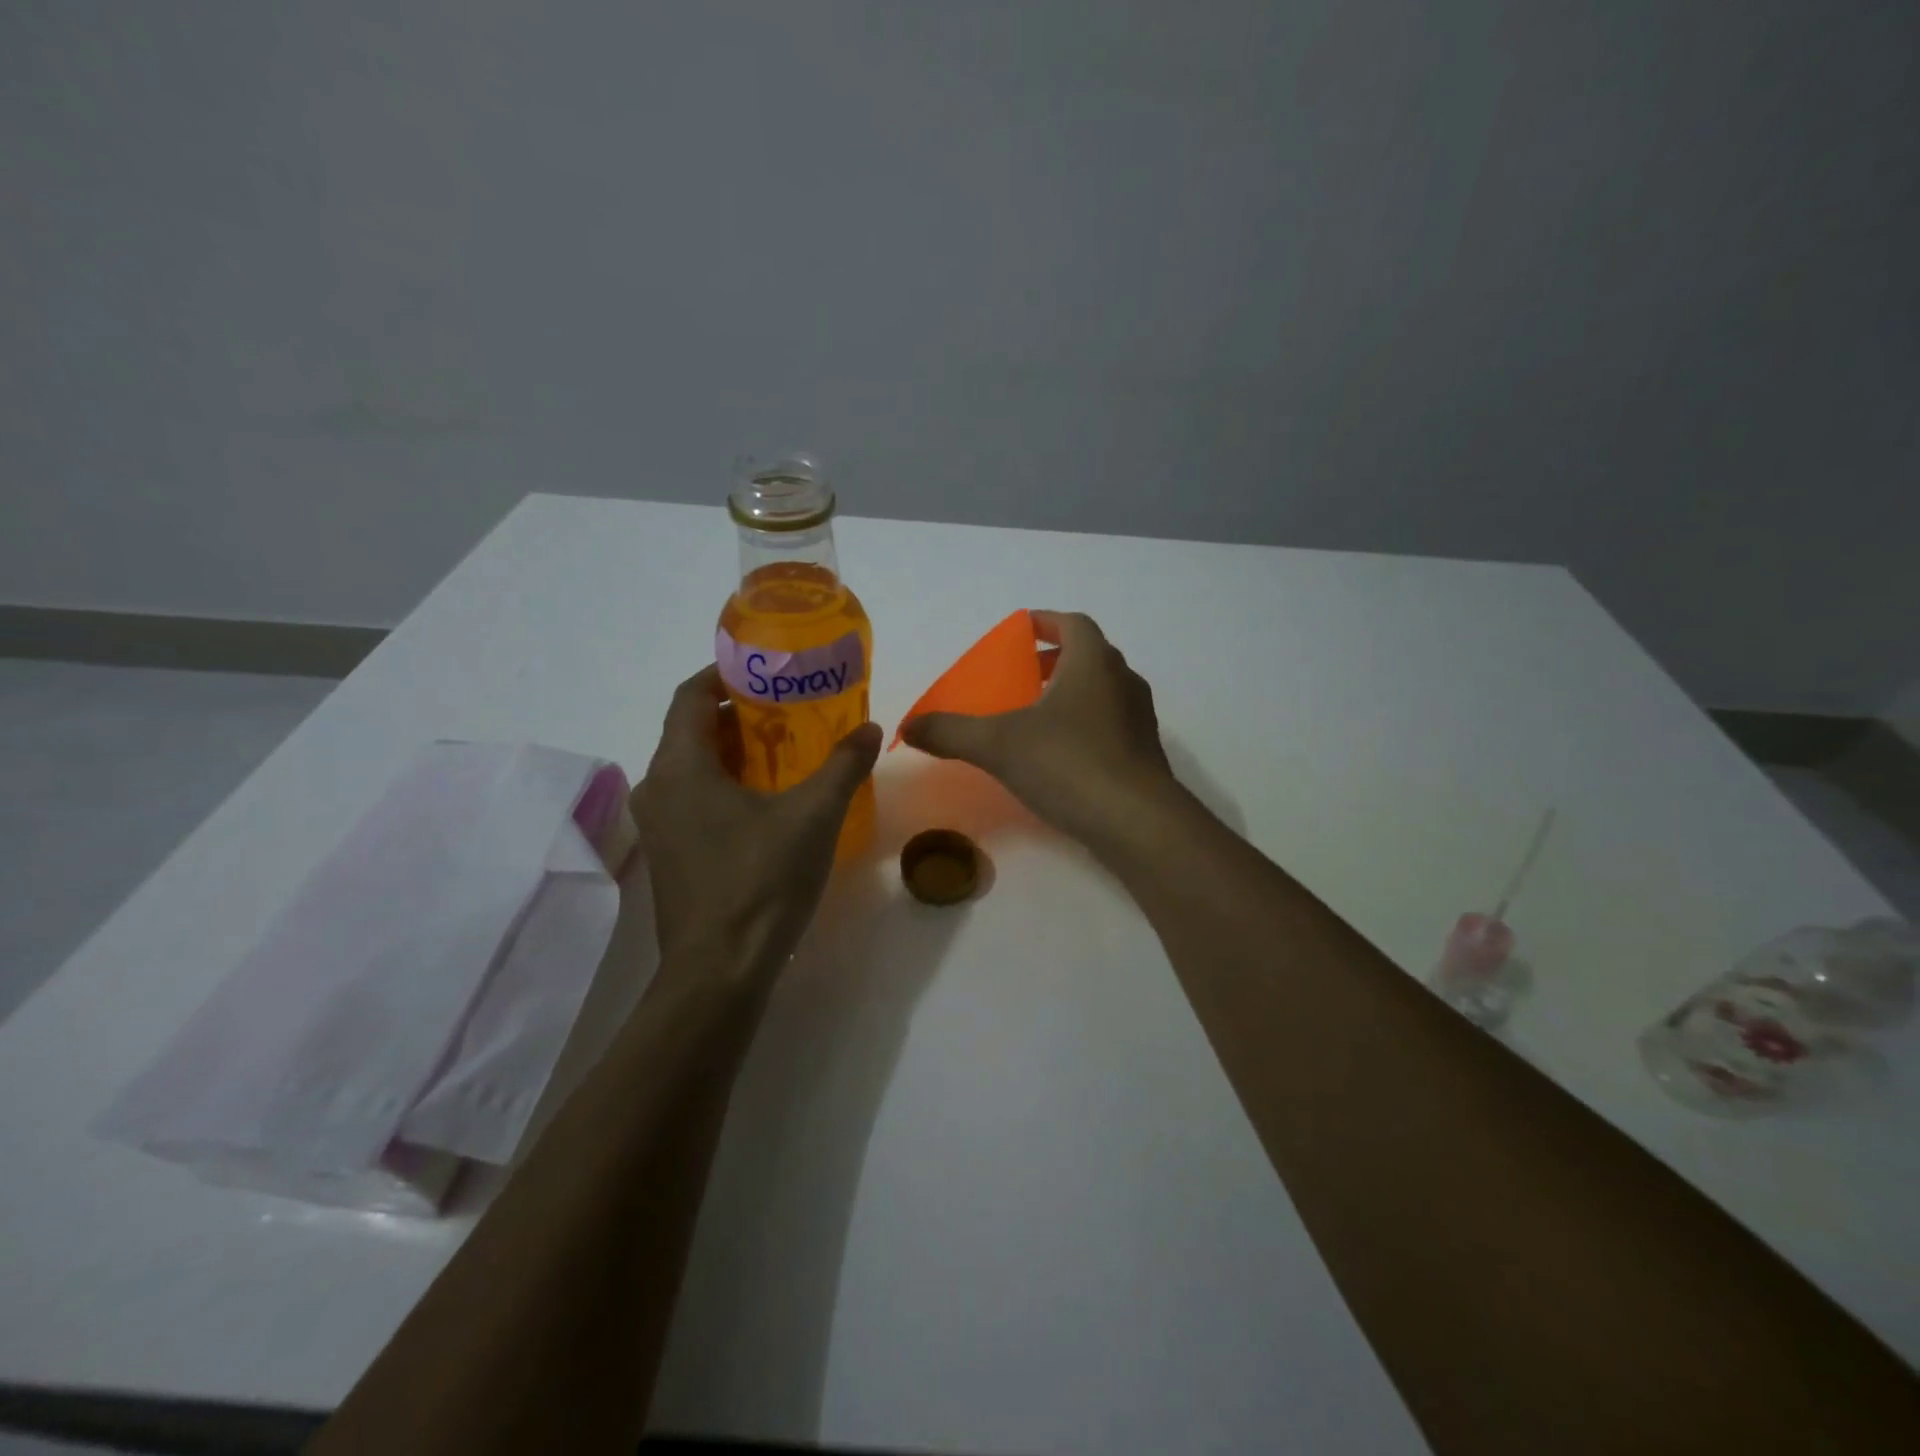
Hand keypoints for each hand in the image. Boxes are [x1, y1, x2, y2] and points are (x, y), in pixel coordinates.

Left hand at [632, 666, 881, 984]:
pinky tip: (769, 798)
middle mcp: (658, 788)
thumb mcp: (813, 816)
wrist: (719, 972)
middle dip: (738, 713)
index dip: (724, 674)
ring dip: (734, 751)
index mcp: (680, 767)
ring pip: (692, 766)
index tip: (766, 669)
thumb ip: (843, 766)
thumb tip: (871, 729)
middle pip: (691, 729)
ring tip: (785, 748)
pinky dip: (726, 783)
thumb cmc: (761, 882)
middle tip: (789, 708)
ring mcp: (659, 825)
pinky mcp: (671, 854)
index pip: (690, 695)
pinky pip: (694, 797)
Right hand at [901, 610, 1176, 849]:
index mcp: (1093, 662)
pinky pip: (1111, 724)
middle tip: (1023, 676)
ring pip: (1102, 691)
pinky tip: (1060, 755)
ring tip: (1037, 715)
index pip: (1072, 624)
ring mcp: (1139, 718)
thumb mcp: (998, 744)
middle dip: (1054, 660)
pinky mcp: (1144, 754)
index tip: (1020, 631)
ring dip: (1071, 693)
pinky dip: (1085, 725)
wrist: (1137, 822)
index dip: (1045, 622)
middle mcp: (1123, 681)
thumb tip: (908, 727)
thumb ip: (951, 732)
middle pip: (1089, 655)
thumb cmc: (1068, 763)